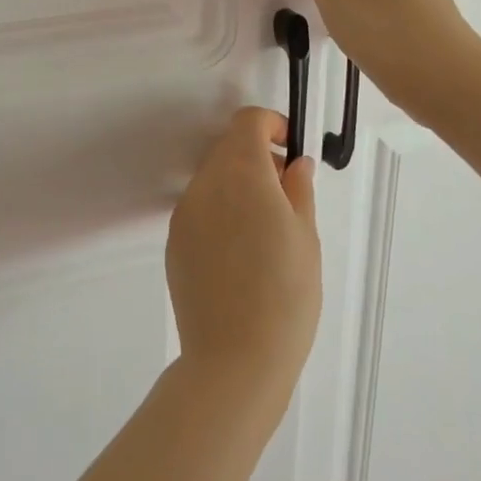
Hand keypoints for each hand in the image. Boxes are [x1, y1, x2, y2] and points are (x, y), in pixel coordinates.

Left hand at [166, 108, 320, 413]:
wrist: (235, 358)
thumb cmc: (286, 294)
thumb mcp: (306, 236)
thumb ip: (298, 189)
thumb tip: (294, 163)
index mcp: (241, 173)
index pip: (247, 122)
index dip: (271, 126)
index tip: (290, 150)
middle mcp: (205, 184)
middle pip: (227, 148)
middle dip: (256, 157)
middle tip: (285, 193)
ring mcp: (184, 213)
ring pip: (212, 179)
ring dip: (237, 185)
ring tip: (264, 230)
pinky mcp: (174, 242)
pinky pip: (200, 209)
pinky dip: (220, 211)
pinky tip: (240, 254)